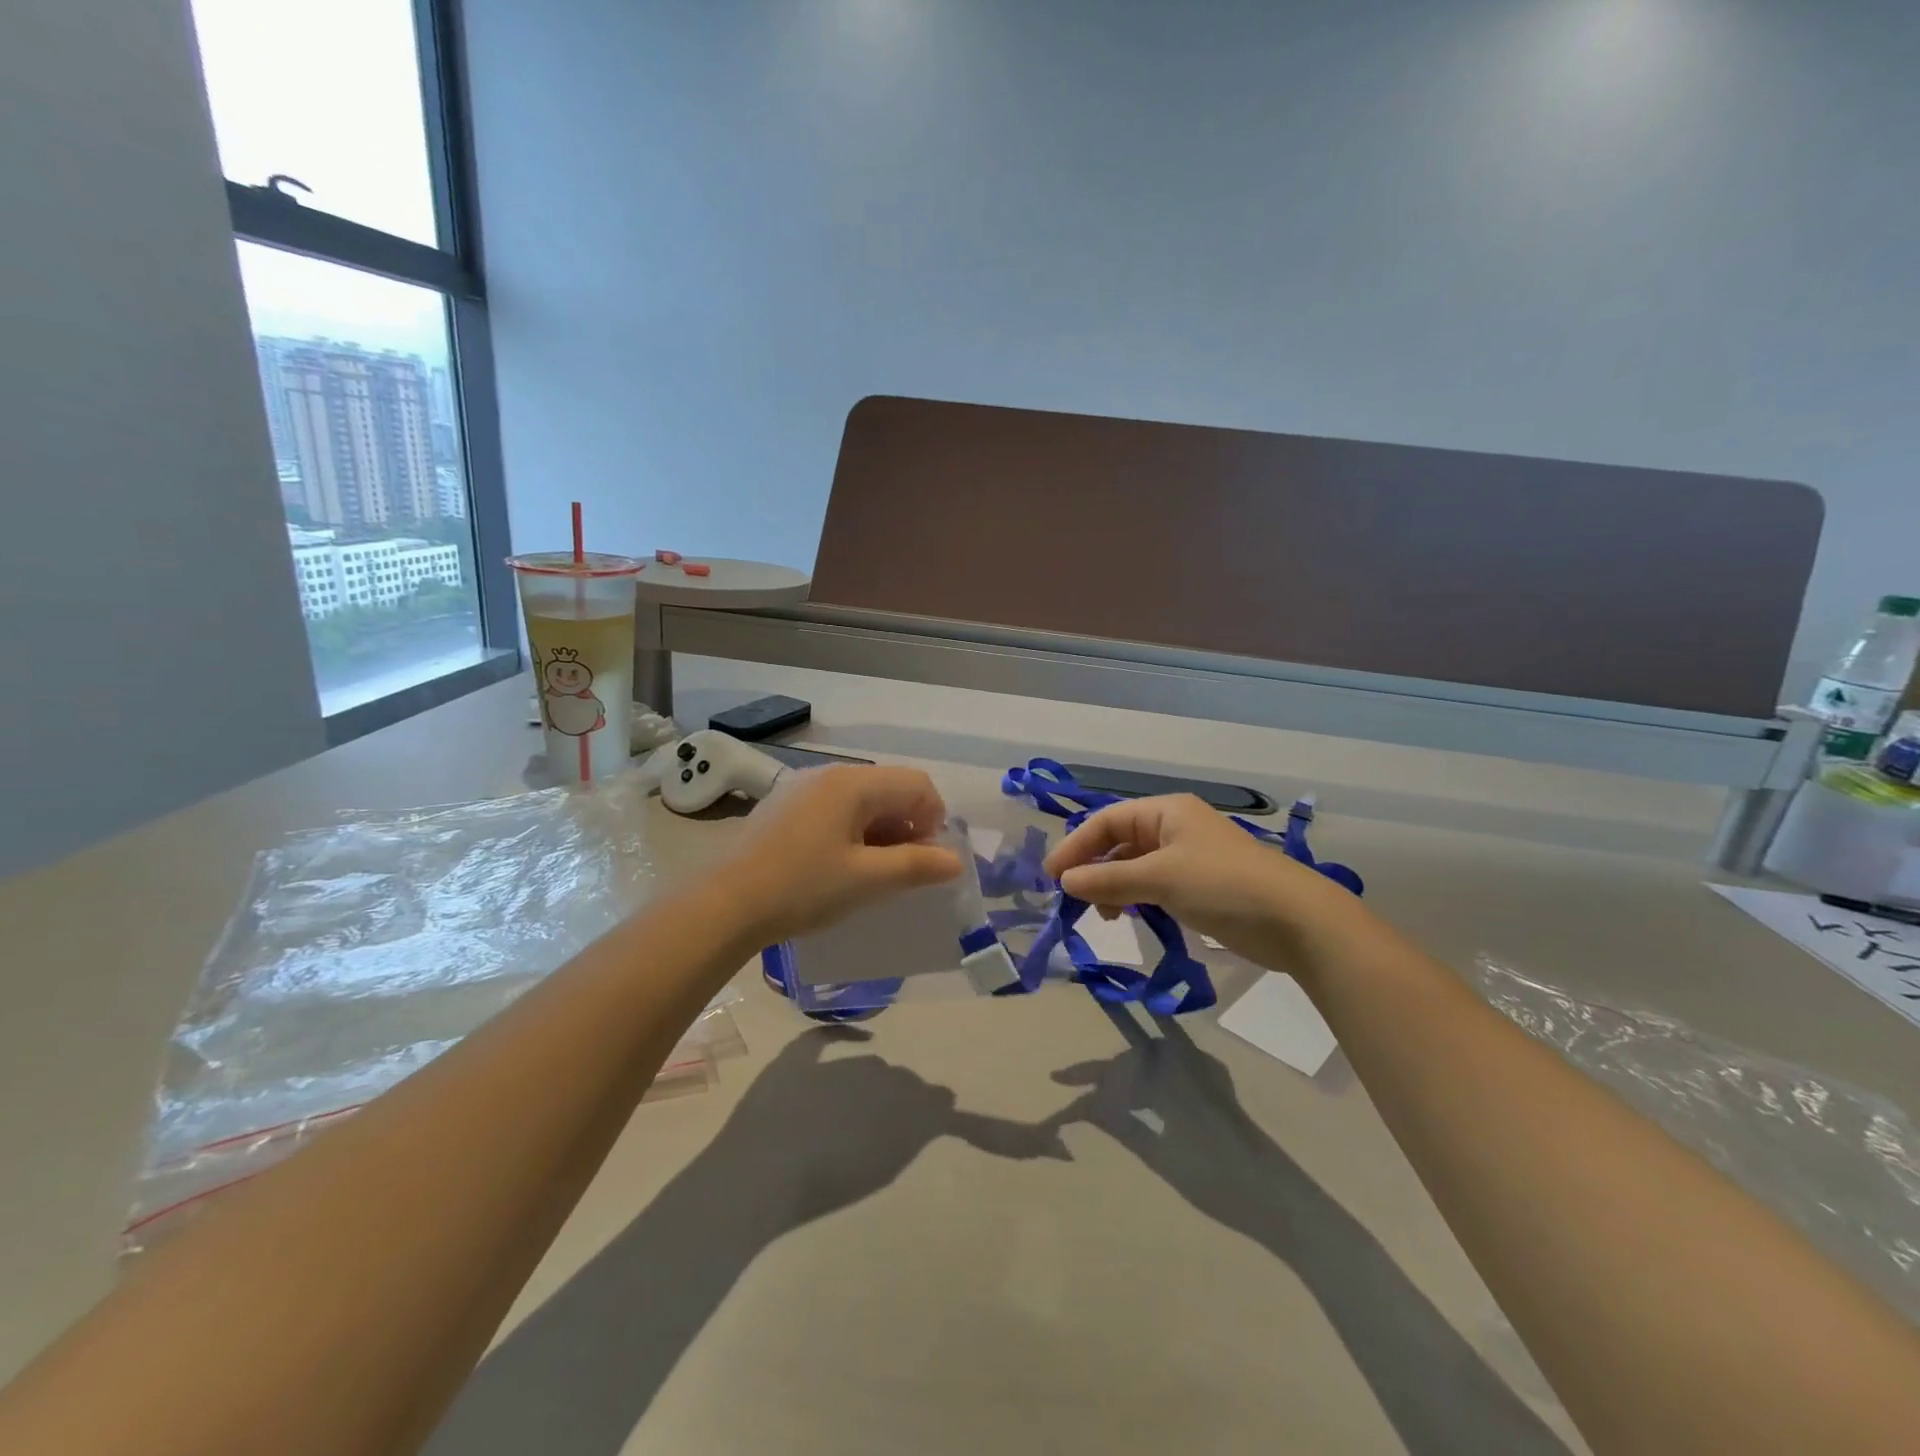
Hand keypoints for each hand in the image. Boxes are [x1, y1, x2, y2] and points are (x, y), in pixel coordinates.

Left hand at [719, 765, 963, 944]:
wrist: (725, 904)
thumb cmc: (803, 888)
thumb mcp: (867, 880)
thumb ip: (916, 866)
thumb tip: (955, 861)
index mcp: (854, 783)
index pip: (917, 785)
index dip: (934, 819)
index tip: (926, 860)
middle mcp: (829, 774)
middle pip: (889, 788)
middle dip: (908, 825)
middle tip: (902, 869)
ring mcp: (802, 787)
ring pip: (861, 799)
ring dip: (880, 830)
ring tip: (872, 871)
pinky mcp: (784, 805)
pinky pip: (834, 808)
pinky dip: (851, 830)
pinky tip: (838, 865)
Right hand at [1043, 794, 1355, 970]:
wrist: (1296, 921)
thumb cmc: (1223, 885)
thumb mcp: (1160, 878)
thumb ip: (1109, 880)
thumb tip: (1064, 882)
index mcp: (1166, 811)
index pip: (1106, 821)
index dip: (1076, 845)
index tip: (1052, 878)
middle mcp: (1174, 827)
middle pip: (1118, 842)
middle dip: (1092, 867)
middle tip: (1071, 899)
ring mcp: (1187, 858)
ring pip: (1134, 866)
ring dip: (1112, 887)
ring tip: (1104, 916)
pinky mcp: (1198, 887)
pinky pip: (1152, 886)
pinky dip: (1134, 899)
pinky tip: (1128, 918)